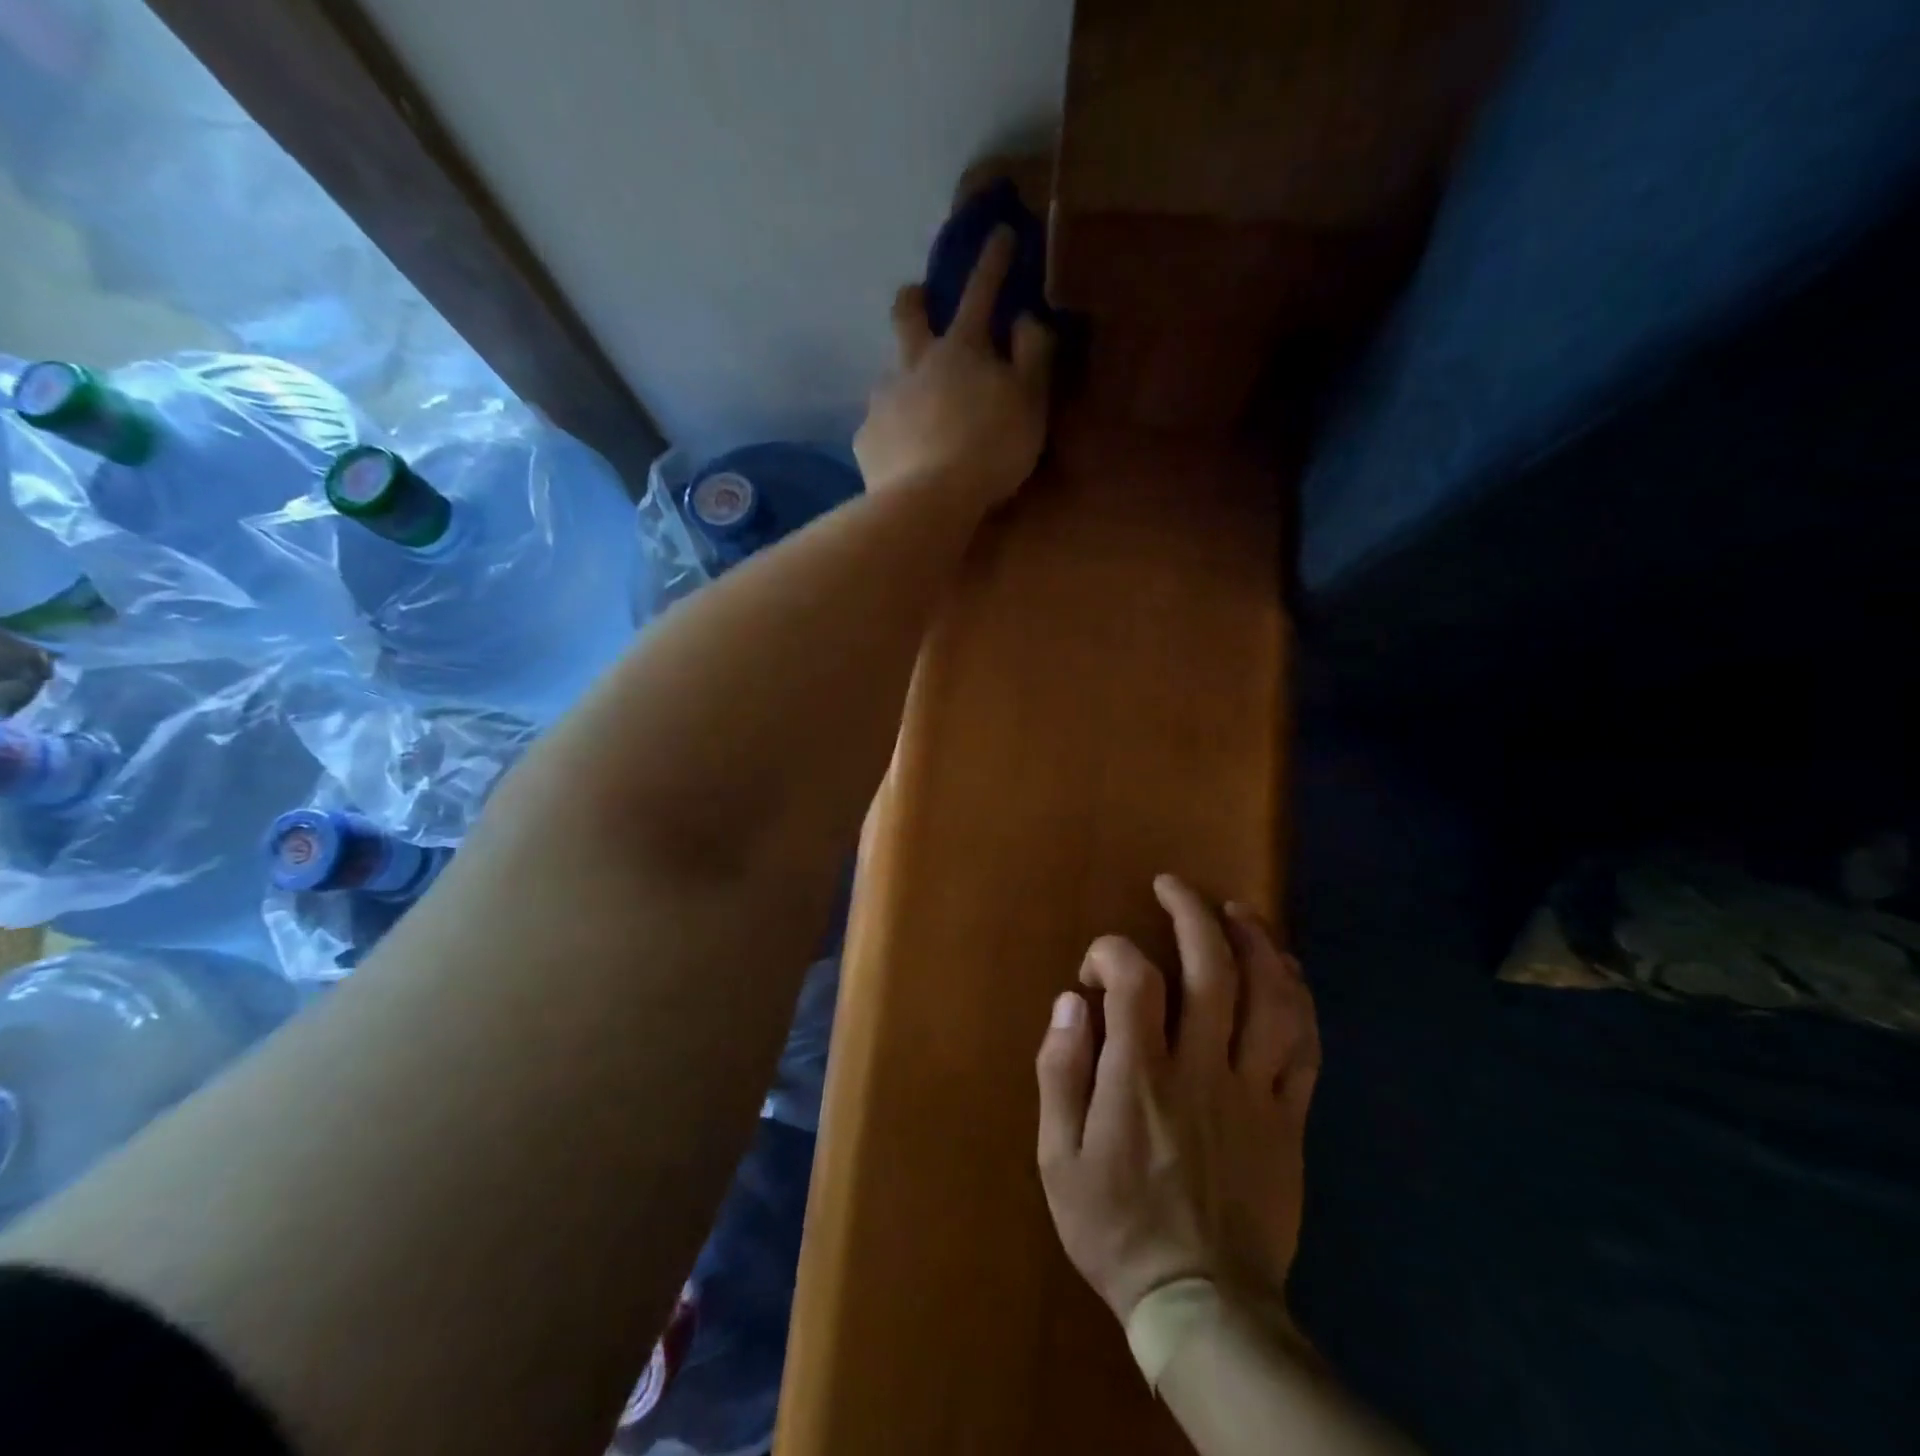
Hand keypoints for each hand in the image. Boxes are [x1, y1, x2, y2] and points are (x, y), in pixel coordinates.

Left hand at [855, 226, 1053, 506]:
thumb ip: (1033, 357)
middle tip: (921, 302)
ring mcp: (883, 400)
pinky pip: (879, 427)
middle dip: (916, 300)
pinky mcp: (866, 439)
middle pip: (907, 314)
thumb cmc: (990, 450)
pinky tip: (903, 455)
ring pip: (889, 373)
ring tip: (918, 410)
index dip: (993, 262)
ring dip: (904, 379)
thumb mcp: (1030, 403)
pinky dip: (893, 433)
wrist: (928, 501)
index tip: (1000, 233)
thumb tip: (1026, 319)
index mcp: (960, 349)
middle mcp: (914, 363)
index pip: (980, 292)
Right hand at [1035, 875, 1320, 1324]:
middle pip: (1210, 968)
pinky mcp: (1290, 1116)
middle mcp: (1203, 1068)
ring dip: (1255, 941)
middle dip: (1191, 912)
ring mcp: (1255, 1090)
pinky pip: (1306, 1043)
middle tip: (1172, 885)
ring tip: (1236, 910)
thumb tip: (1070, 1002)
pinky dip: (1298, 996)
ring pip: (1270, 996)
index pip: (1134, 978)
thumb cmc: (1117, 1227)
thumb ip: (1060, 1072)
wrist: (1203, 1304)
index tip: (1095, 968)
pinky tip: (1285, 968)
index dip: (1112, 951)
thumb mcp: (1058, 1159)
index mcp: (1141, 1076)